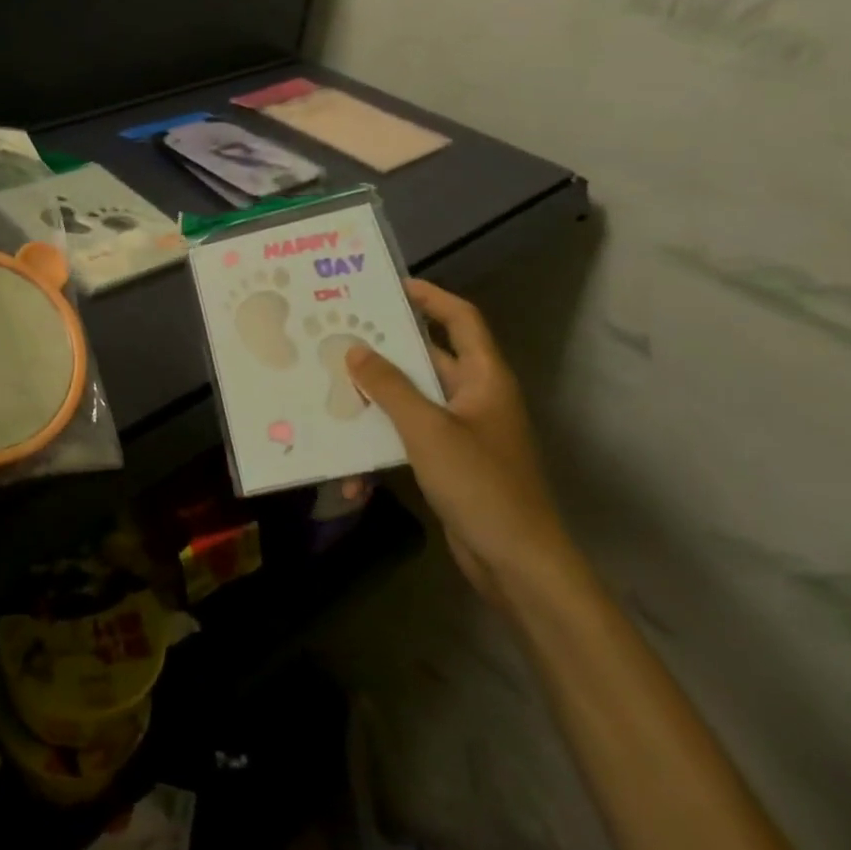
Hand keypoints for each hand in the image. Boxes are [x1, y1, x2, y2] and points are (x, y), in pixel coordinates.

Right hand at [346, 280, 575, 610]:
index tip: (390, 286)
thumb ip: (390, 387)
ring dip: (376, 404)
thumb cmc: (480, 484)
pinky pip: (408, 441)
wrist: (517, 563)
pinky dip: (382, 450)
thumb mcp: (427, 429)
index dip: (431, 297)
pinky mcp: (449, 464)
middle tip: (341, 337)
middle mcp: (475, 398)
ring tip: (333, 394)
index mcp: (484, 378)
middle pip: (428, 359)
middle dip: (386, 351)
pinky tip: (354, 476)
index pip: (461, 319)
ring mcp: (462, 433)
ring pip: (412, 402)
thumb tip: (355, 350)